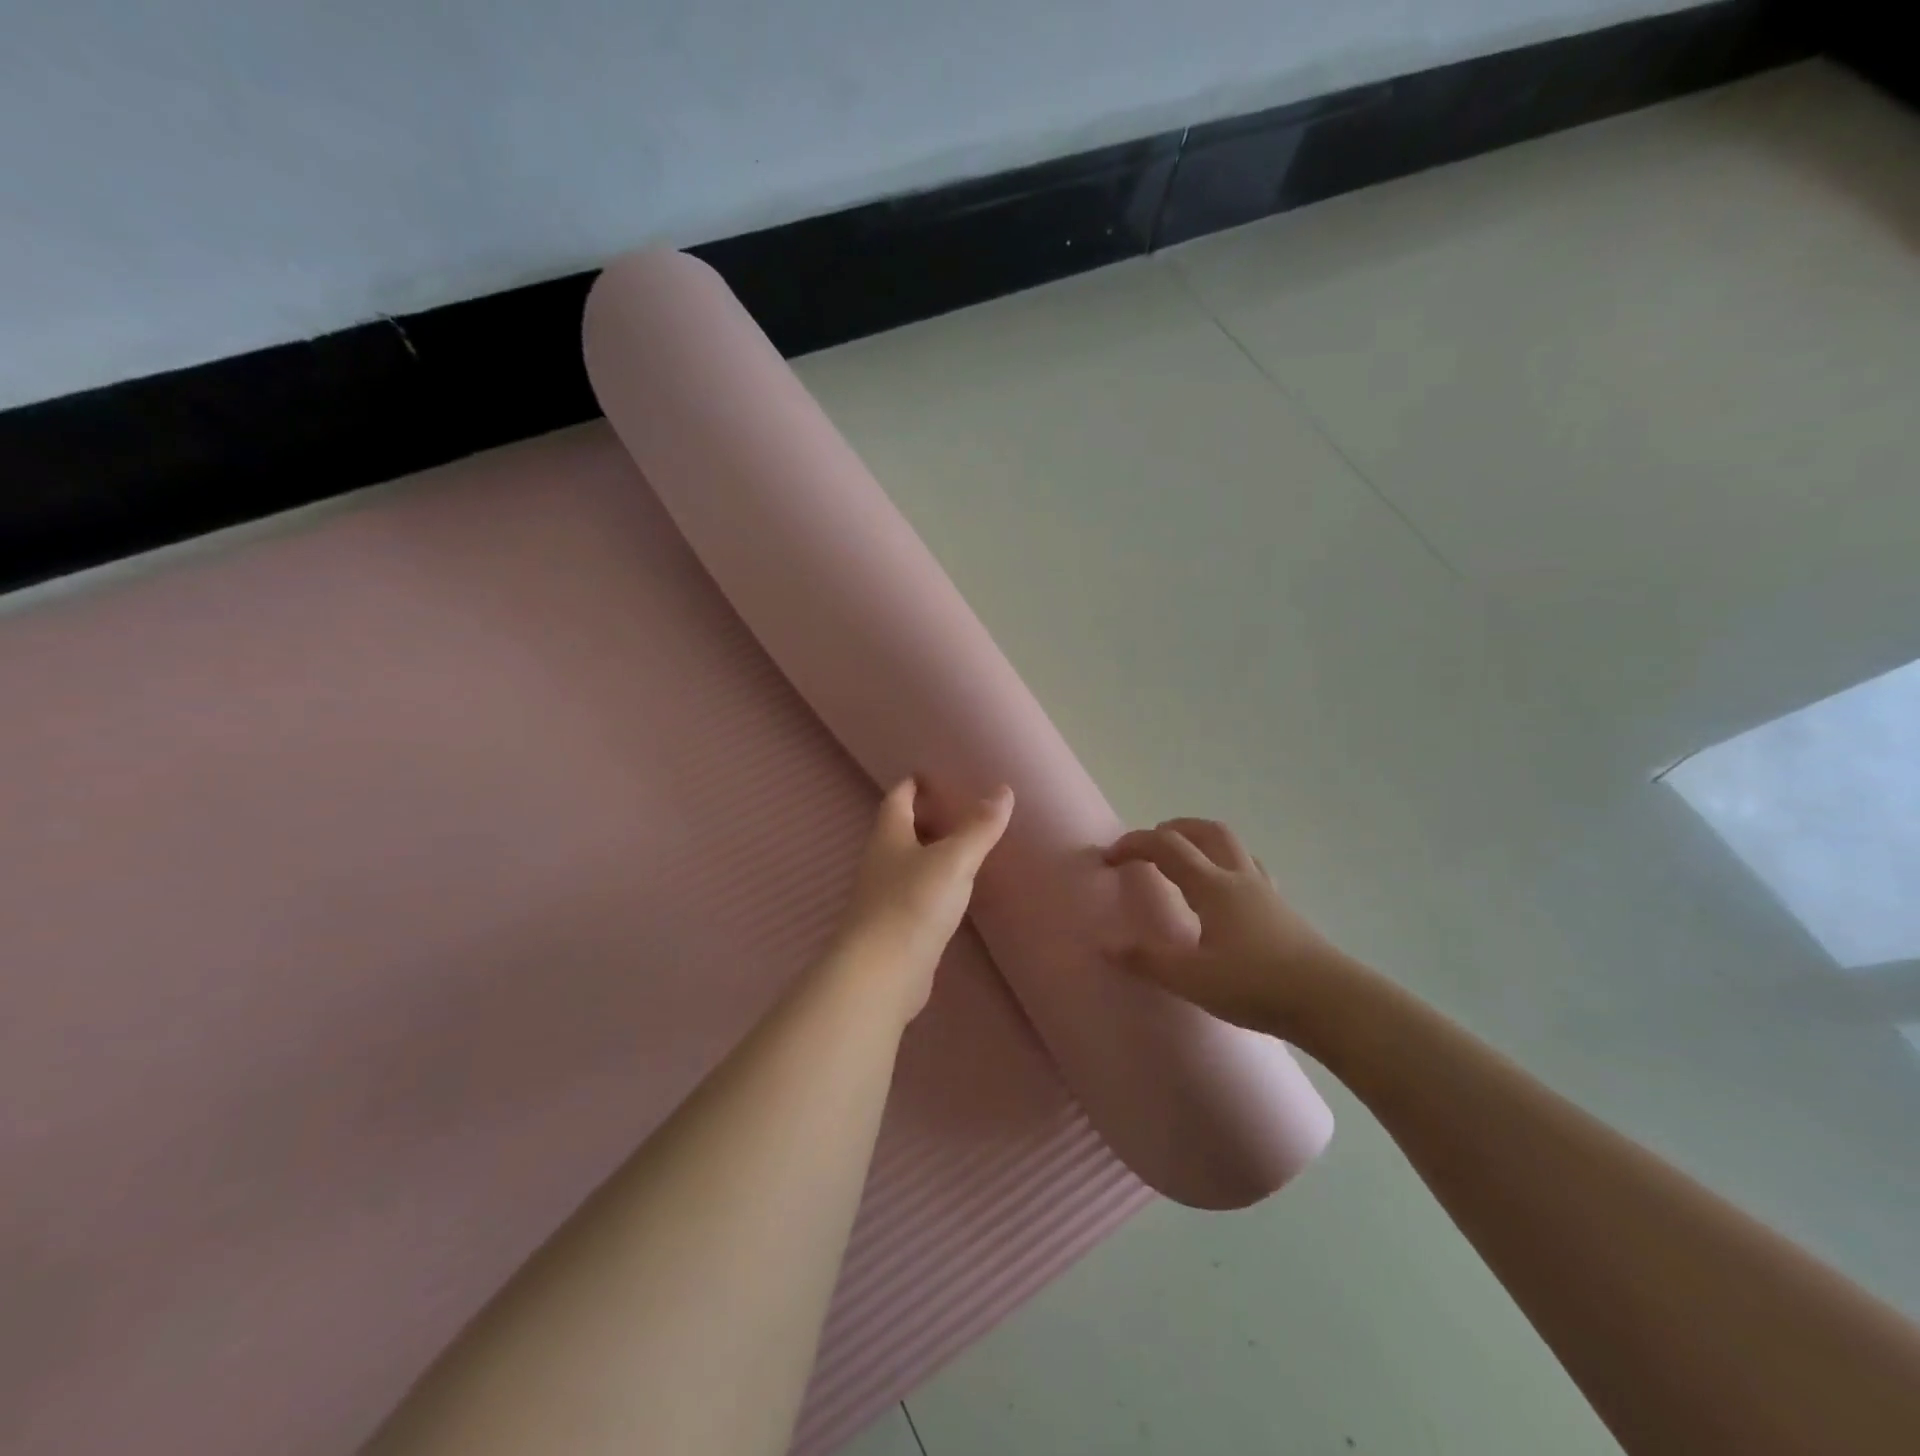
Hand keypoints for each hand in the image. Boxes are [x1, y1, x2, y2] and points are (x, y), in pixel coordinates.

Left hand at [833, 778, 1013, 1018]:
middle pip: (901, 830)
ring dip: (931, 852)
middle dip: (925, 817)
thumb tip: (1003, 790)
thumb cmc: (912, 904)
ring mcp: (885, 897)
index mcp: (888, 837)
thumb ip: (979, 827)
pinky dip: (936, 884)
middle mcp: (881, 862)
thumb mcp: (954, 860)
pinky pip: (917, 893)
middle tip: (959, 808)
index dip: (912, 785)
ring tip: (964, 845)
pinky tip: (956, 890)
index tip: (931, 774)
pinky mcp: (896, 927)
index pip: (897, 799)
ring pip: (909, 863)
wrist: (881, 974)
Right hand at [1105, 818, 1354, 1039]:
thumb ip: (1147, 960)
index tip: (1109, 857)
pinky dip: (1225, 864)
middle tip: (1149, 846)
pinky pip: (1249, 868)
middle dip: (1171, 829)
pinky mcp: (1282, 909)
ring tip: (1183, 861)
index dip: (1133, 844)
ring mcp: (1265, 891)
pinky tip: (1223, 892)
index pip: (1166, 847)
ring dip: (1201, 841)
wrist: (1331, 1002)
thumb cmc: (1256, 986)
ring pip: (1231, 845)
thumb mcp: (1192, 979)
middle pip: (1205, 831)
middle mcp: (1239, 877)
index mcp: (1213, 886)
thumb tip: (1105, 944)